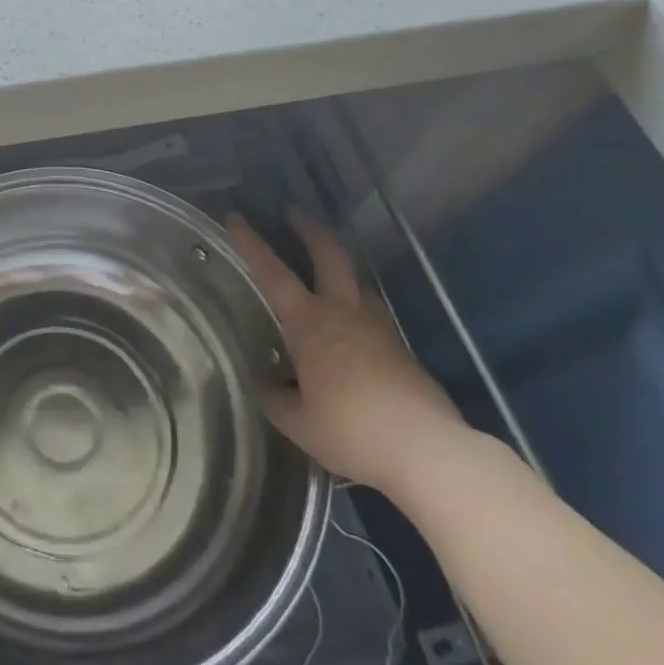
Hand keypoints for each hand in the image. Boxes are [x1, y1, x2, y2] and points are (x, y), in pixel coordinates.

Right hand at [227, 212, 463, 494]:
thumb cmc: (351, 430)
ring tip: (324, 271)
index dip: (251, 243)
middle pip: (329, 256)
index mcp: (310, 323)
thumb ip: (276, 397)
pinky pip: (371, 314)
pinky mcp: (401, 350)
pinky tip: (350, 329)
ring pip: (356, 282)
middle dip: (310, 231)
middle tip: (295, 213)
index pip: (272, 273)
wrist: (427, 450)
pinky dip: (355, 307)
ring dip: (338, 267)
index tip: (236, 217)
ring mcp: (378, 328)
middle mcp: (343, 313)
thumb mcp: (298, 422)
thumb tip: (266, 383)